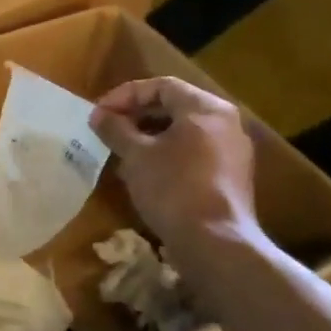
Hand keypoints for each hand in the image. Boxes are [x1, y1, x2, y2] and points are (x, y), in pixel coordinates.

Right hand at [89, 77, 257, 251]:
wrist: (216, 244)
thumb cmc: (173, 189)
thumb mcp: (136, 156)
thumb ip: (116, 129)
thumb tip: (99, 115)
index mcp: (205, 109)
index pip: (160, 86)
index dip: (125, 95)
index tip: (99, 113)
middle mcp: (225, 123)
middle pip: (174, 106)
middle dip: (136, 115)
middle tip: (108, 128)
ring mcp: (232, 151)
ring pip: (183, 131)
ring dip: (149, 135)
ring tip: (121, 150)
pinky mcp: (230, 176)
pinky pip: (194, 152)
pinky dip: (167, 153)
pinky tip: (144, 172)